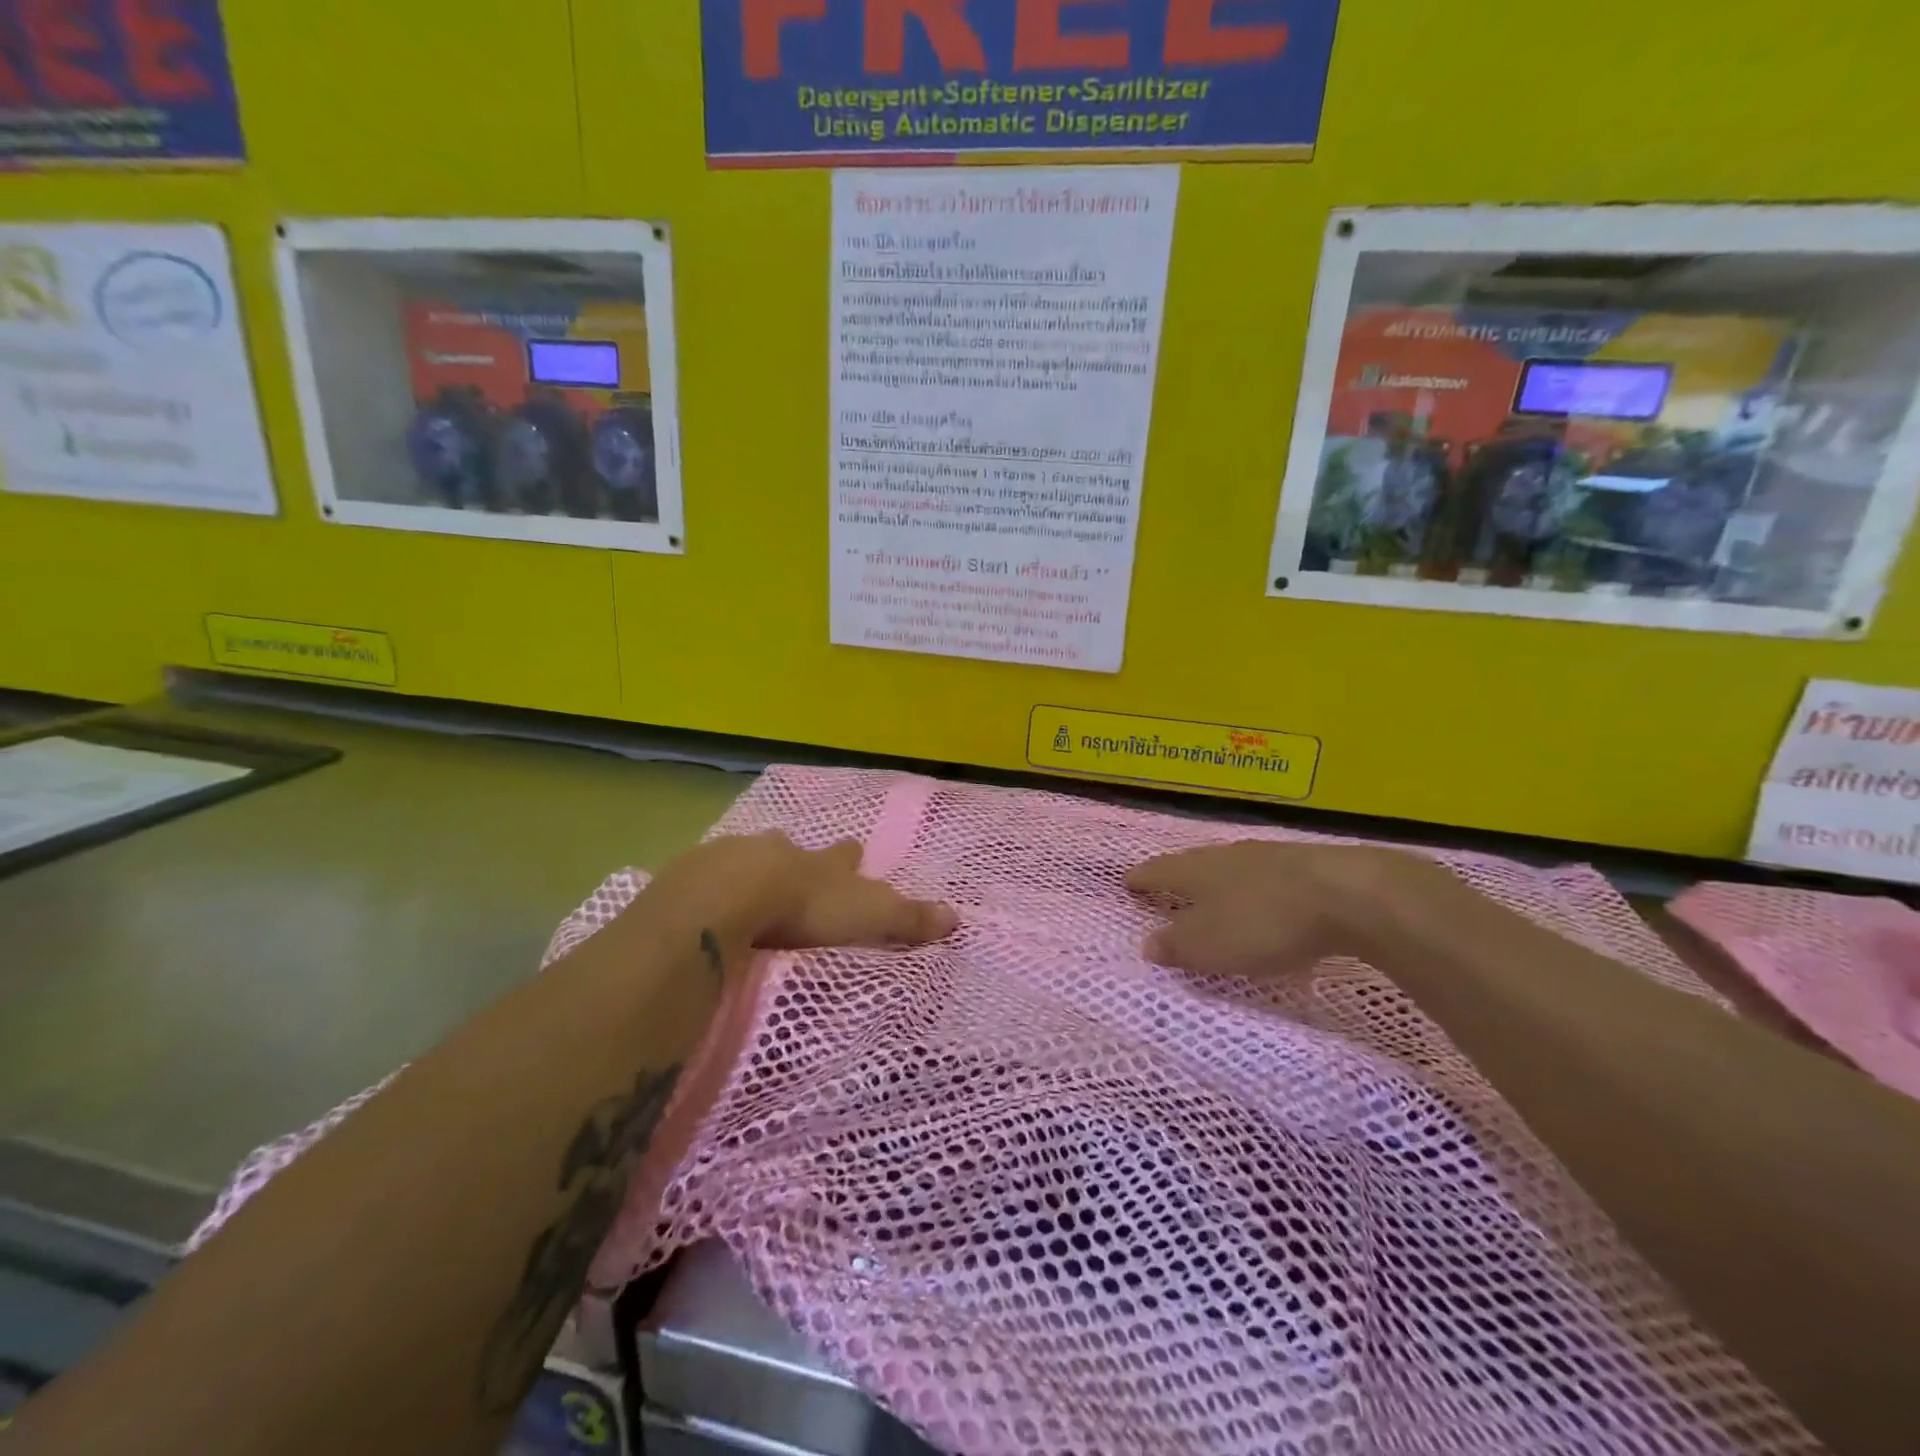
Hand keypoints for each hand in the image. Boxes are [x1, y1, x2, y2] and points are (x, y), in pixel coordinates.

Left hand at [641, 832, 956, 956]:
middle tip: (791, 861)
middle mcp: (776, 851)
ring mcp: (729, 859)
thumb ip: (907, 919)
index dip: (849, 856)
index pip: (841, 856)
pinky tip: (701, 902)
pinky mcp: (688, 877)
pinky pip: (701, 878)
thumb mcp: (866, 916)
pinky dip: (707, 887)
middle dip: (793, 855)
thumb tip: (957, 917)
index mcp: (817, 863)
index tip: (854, 850)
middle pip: (788, 847)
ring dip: (749, 868)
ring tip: (744, 883)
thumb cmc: (805, 907)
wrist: (728, 898)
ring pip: (744, 857)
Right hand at [1125, 840, 1465, 978]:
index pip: (1157, 872)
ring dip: (1216, 883)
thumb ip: (1176, 945)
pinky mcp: (1303, 865)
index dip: (1140, 880)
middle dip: (1177, 878)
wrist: (1348, 895)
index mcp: (1195, 871)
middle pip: (1192, 864)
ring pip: (1228, 867)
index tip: (1126, 882)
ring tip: (1212, 896)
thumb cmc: (1263, 922)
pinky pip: (1263, 876)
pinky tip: (1262, 901)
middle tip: (1165, 889)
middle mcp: (1224, 855)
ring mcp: (1265, 856)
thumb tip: (1146, 944)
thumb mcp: (1211, 946)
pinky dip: (1252, 890)